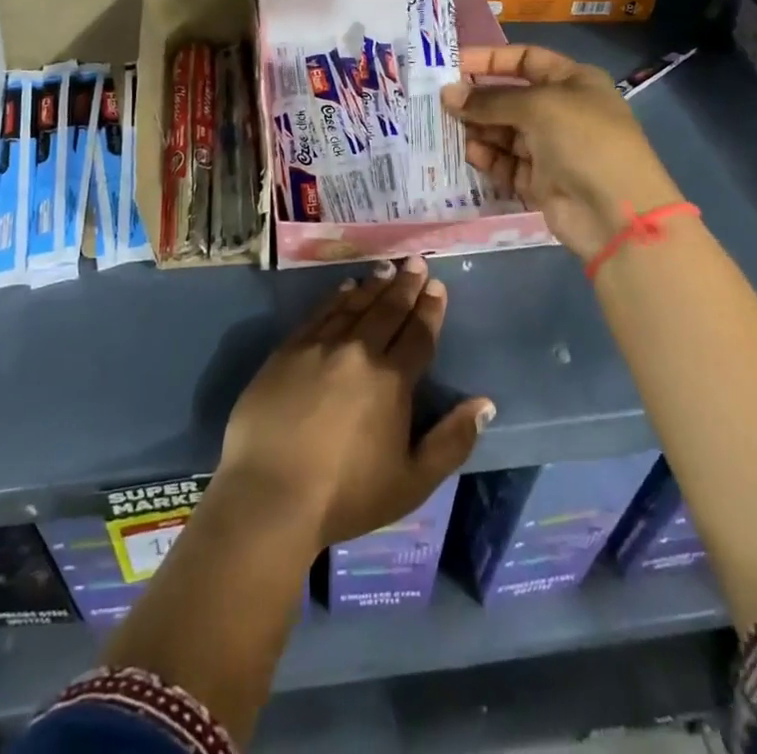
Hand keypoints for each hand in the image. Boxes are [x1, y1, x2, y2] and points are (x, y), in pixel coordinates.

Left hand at [216, 259, 493, 550]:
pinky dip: (336, 297)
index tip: (437, 286)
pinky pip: (319, 313)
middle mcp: (357, 351)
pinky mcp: (288, 349)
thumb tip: (485, 403)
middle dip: (405, 285)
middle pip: (387, 311)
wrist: (271, 493)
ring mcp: (319, 346)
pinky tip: (345, 288)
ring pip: (354, 305)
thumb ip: (452, 440)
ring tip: (387, 268)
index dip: (430, 309)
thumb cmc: (346, 495)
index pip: (417, 335)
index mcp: (391, 380)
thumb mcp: (412, 481)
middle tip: (416, 262)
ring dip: (374, 285)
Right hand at [443, 44, 679, 263]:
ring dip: (477, 129)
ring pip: (502, 131)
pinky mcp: (538, 179)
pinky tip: (470, 154)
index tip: (452, 65)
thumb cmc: (584, 141)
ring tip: (449, 130)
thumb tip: (447, 94)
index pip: (524, 59)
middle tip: (439, 102)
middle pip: (509, 97)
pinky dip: (487, 157)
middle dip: (477, 99)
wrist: (616, 213)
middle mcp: (560, 111)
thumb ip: (490, 100)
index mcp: (572, 82)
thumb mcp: (538, 107)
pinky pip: (504, 162)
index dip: (489, 60)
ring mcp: (550, 147)